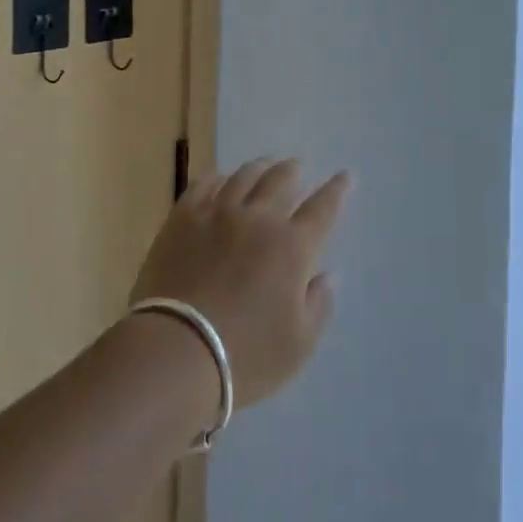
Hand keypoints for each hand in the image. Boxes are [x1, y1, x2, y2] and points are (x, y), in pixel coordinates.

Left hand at [130, 158, 348, 408]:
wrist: (177, 350)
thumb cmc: (246, 355)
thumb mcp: (298, 344)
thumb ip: (318, 305)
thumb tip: (327, 275)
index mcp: (293, 247)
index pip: (322, 209)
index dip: (336, 190)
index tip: (345, 175)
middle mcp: (258, 219)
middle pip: (281, 181)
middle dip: (293, 171)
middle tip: (297, 166)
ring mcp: (217, 213)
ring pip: (244, 176)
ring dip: (259, 168)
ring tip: (264, 165)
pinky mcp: (183, 218)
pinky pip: (204, 185)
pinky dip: (218, 178)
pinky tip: (220, 180)